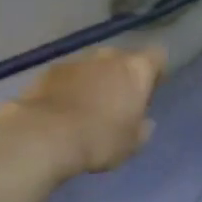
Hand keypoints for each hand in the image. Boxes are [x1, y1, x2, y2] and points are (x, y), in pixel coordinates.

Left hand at [0, 45, 166, 176]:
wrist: (45, 135)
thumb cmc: (99, 139)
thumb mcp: (131, 144)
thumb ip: (142, 129)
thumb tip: (144, 122)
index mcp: (135, 70)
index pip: (157, 57)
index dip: (155, 73)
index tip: (149, 92)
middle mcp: (107, 56)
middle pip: (123, 59)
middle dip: (122, 76)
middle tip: (119, 102)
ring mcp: (76, 60)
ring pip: (94, 66)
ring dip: (94, 80)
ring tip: (88, 107)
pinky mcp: (49, 71)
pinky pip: (68, 75)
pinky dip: (70, 87)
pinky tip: (64, 109)